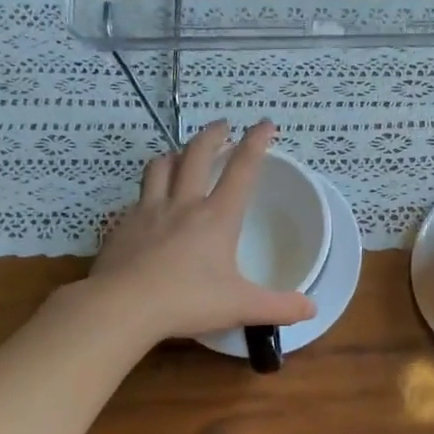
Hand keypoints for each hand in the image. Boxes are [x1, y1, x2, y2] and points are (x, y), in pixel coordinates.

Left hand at [88, 120, 317, 341]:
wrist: (121, 307)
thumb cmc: (187, 301)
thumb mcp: (241, 307)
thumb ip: (279, 307)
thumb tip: (312, 309)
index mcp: (217, 217)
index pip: (242, 169)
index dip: (256, 143)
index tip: (265, 124)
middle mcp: (183, 204)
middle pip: (197, 155)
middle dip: (212, 135)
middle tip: (222, 125)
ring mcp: (148, 211)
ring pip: (160, 167)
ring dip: (175, 155)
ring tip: (181, 155)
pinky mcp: (122, 226)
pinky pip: (137, 198)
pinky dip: (148, 192)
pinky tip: (148, 204)